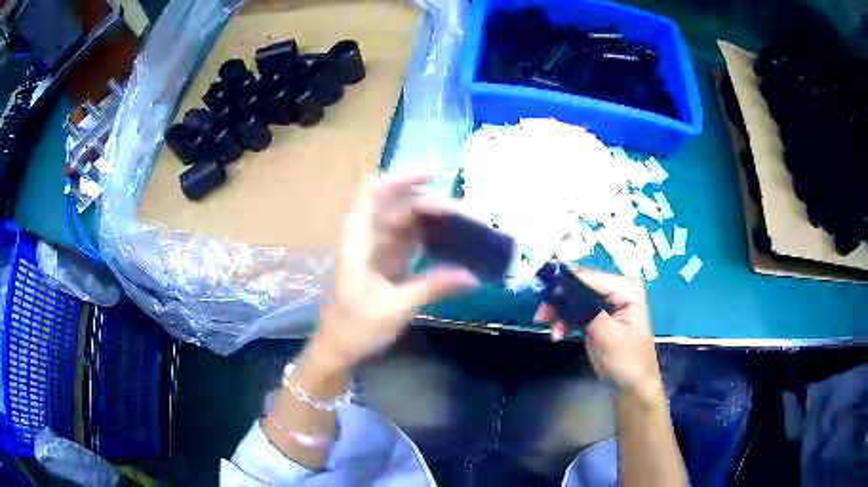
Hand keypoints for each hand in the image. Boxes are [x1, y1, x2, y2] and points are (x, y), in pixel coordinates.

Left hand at [309, 174, 477, 371]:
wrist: (338, 351)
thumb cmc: (355, 329)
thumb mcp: (394, 309)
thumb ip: (432, 287)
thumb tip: (473, 277)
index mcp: (359, 241)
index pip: (373, 194)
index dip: (401, 178)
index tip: (434, 175)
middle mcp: (368, 238)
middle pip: (399, 206)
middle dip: (434, 205)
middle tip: (471, 217)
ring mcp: (379, 250)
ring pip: (408, 222)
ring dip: (436, 221)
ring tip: (470, 226)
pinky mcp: (389, 264)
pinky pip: (412, 241)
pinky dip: (433, 239)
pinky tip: (455, 243)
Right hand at [535, 268, 662, 401]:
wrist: (633, 387)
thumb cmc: (626, 361)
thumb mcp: (606, 334)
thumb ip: (585, 309)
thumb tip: (560, 290)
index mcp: (626, 288)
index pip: (589, 276)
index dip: (563, 283)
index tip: (541, 295)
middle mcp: (618, 289)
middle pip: (580, 285)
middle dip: (559, 300)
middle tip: (540, 316)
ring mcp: (608, 303)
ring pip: (574, 298)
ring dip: (559, 313)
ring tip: (549, 329)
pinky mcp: (599, 315)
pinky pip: (576, 310)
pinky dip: (565, 320)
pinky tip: (557, 333)